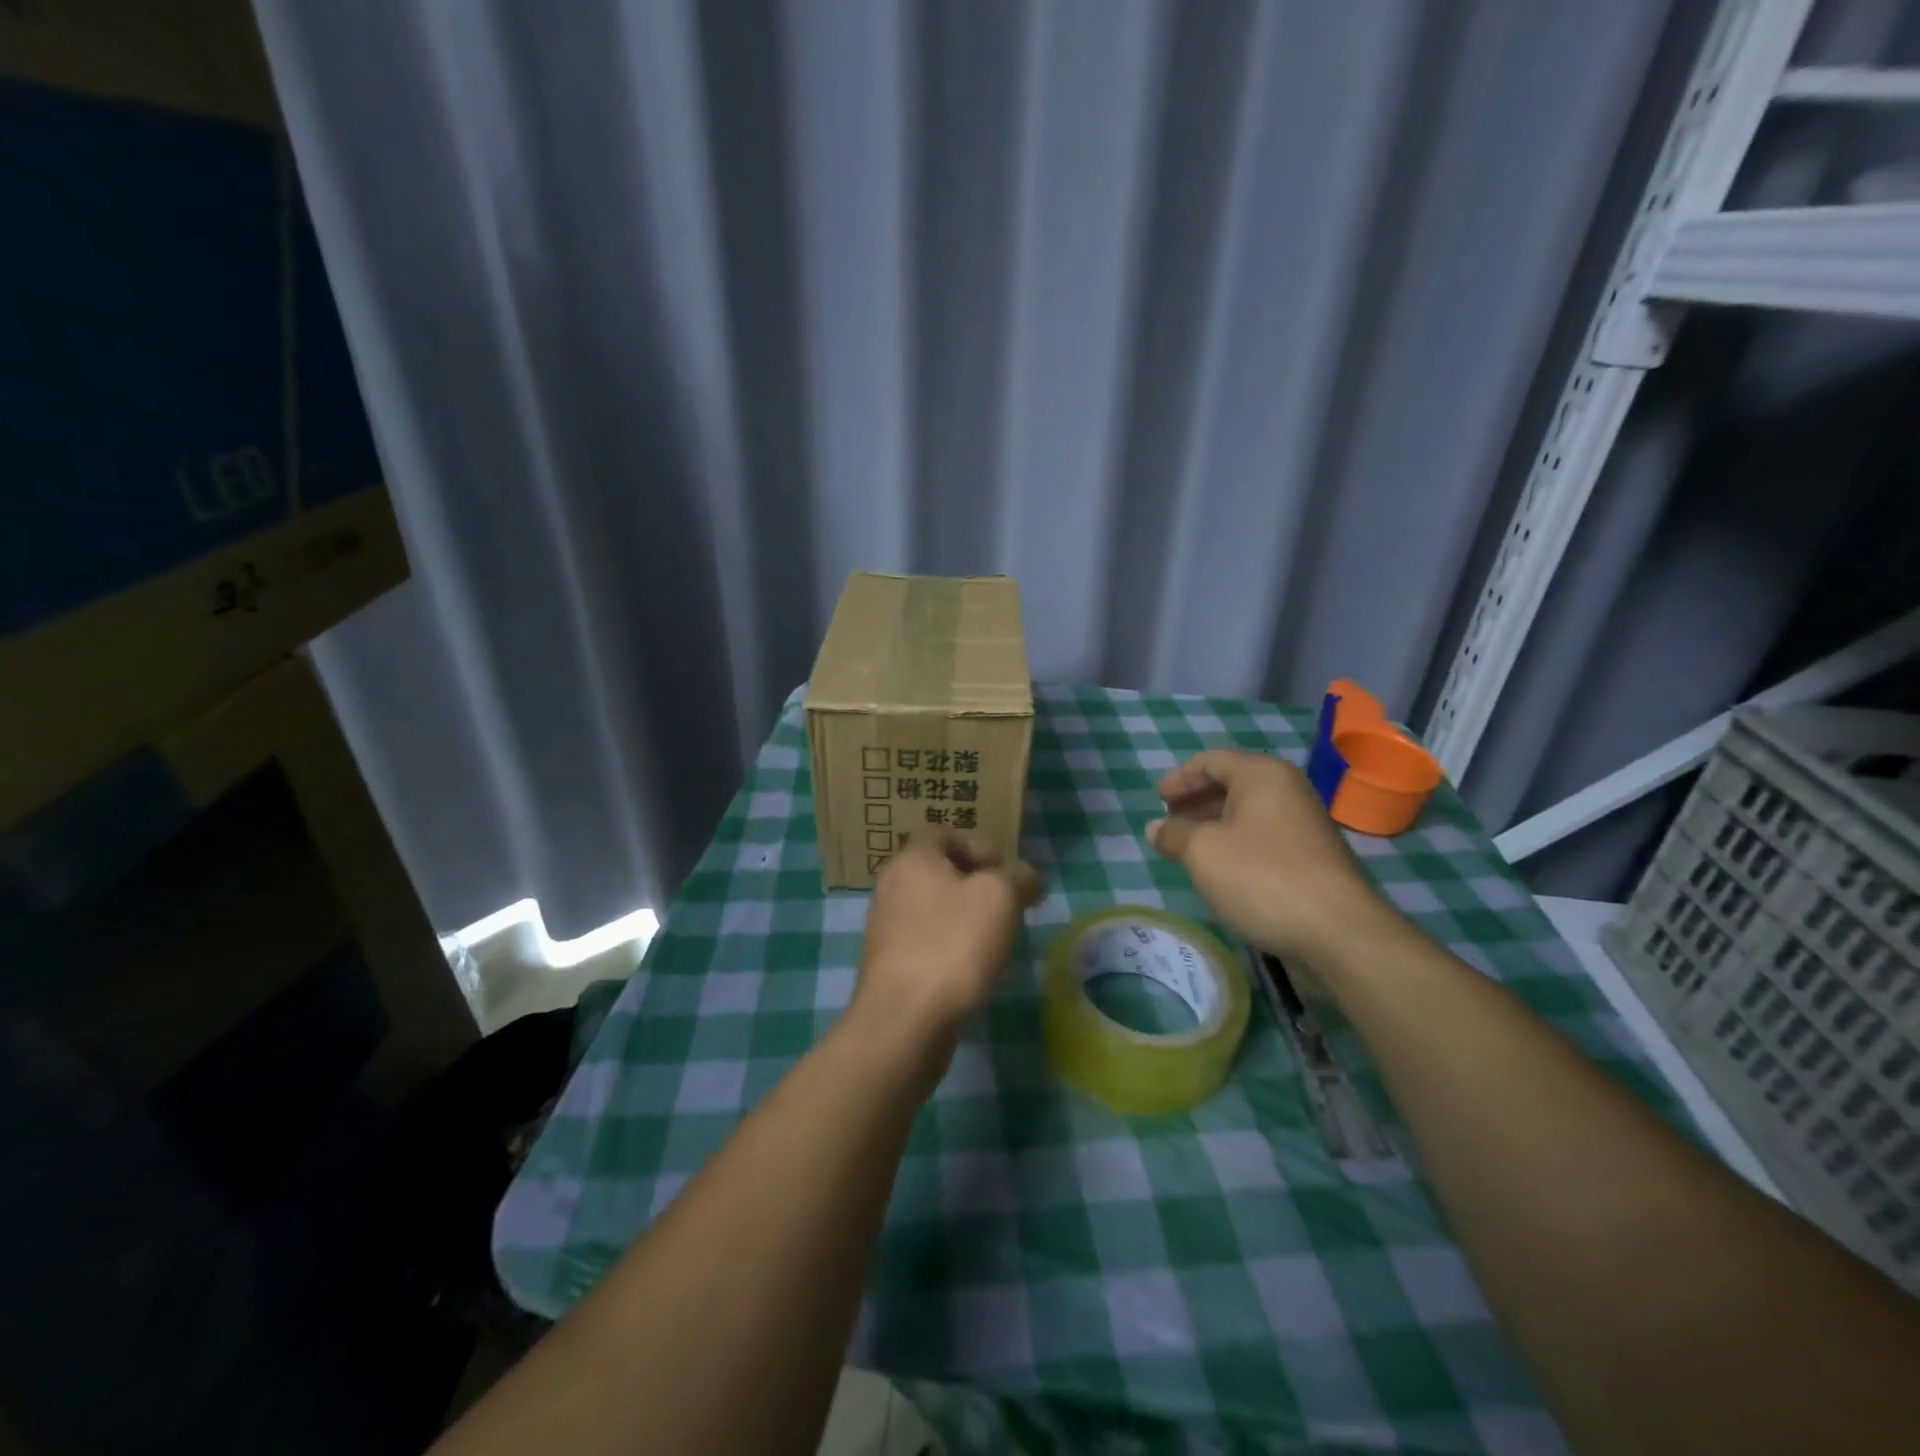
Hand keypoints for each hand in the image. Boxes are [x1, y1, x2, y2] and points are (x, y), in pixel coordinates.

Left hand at [855, 832, 1042, 1045]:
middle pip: (941, 872)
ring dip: (966, 919)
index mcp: (912, 859)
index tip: (1008, 876)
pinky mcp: (889, 965)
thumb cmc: (953, 945)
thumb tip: (1027, 878)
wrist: (905, 1020)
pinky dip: (950, 948)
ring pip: (935, 909)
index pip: (945, 834)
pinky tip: (971, 971)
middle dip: (979, 887)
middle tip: (1009, 909)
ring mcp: (886, 928)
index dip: (981, 847)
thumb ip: (1019, 877)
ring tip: (995, 942)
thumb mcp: (1001, 897)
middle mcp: (891, 886)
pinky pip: (926, 942)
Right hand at [1148, 749, 1388, 964]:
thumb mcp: (1203, 853)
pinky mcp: (1312, 855)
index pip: (1211, 761)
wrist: (1337, 932)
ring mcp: (1304, 823)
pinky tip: (1221, 869)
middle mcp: (1287, 789)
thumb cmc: (1261, 877)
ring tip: (1187, 847)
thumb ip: (1174, 834)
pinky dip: (1235, 842)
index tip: (1157, 800)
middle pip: (1231, 783)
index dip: (1179, 778)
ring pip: (1247, 812)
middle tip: (1168, 822)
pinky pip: (1263, 835)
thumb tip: (1156, 828)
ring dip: (1213, 823)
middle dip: (1195, 800)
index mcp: (1262, 775)